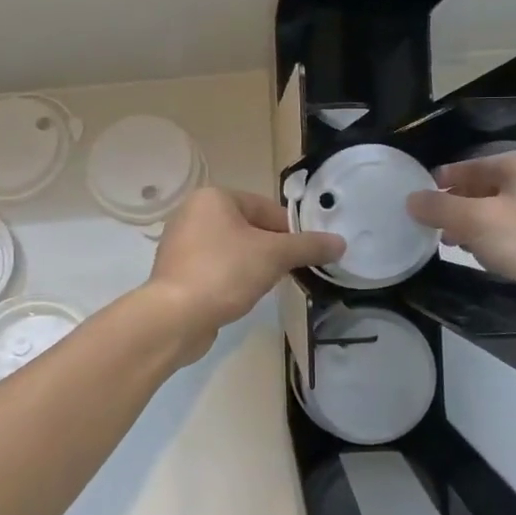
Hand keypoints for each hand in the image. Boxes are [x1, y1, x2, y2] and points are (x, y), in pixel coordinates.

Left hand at [145, 188, 343, 360]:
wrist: (175, 317)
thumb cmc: (225, 272)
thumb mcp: (274, 255)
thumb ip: (308, 246)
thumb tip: (340, 243)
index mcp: (214, 198)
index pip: (266, 208)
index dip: (292, 231)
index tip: (308, 254)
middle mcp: (193, 213)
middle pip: (249, 227)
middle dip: (272, 249)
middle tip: (292, 272)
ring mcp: (181, 244)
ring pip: (232, 249)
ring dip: (253, 265)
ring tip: (268, 286)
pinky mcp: (177, 272)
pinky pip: (215, 268)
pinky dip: (232, 278)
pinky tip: (241, 296)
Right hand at [406, 155, 515, 345]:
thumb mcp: (475, 222)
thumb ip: (439, 207)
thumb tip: (411, 199)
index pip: (474, 164)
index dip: (444, 178)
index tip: (418, 196)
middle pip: (486, 187)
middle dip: (456, 204)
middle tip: (429, 223)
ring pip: (498, 212)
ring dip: (471, 225)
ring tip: (448, 242)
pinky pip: (512, 233)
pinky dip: (491, 240)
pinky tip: (479, 257)